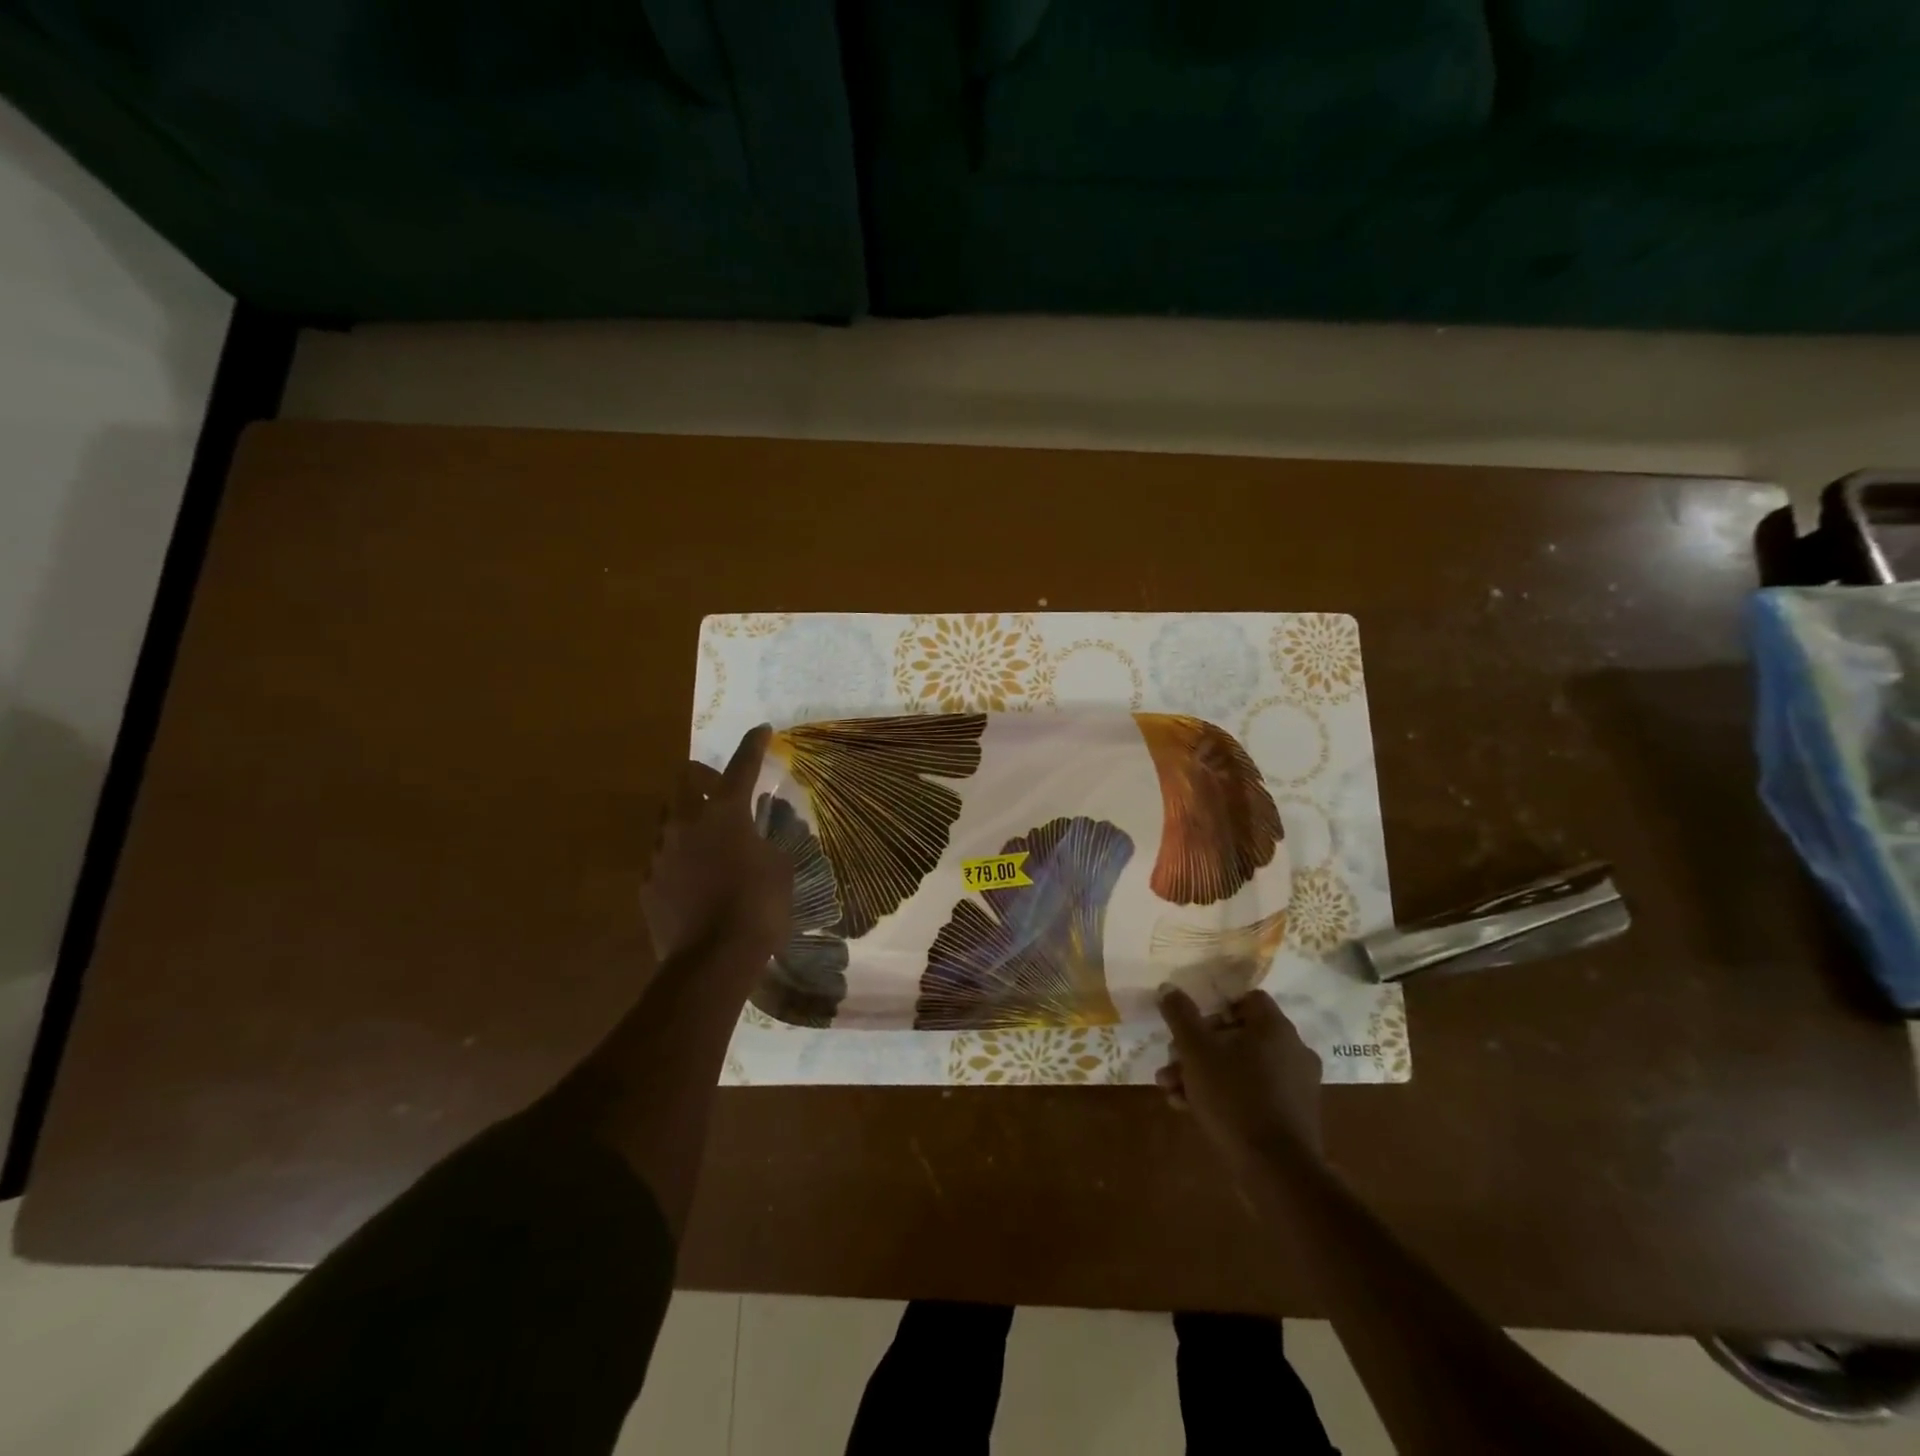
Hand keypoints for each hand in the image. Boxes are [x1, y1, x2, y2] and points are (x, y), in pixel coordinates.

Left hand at [641, 724, 792, 967]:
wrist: (711, 961)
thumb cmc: (757, 907)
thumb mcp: (780, 868)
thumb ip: (767, 842)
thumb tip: (758, 839)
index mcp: (725, 813)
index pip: (742, 766)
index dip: (754, 745)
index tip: (762, 730)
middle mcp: (686, 822)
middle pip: (686, 778)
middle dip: (704, 774)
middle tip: (721, 787)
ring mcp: (660, 852)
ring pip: (669, 816)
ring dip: (688, 816)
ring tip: (706, 836)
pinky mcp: (647, 882)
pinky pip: (661, 855)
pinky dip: (678, 855)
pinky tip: (693, 876)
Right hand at [1156, 988, 1323, 1163]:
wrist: (1276, 1171)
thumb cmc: (1234, 1097)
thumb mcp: (1195, 1050)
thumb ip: (1180, 1015)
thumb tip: (1168, 988)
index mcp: (1275, 1027)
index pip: (1245, 999)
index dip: (1213, 1007)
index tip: (1190, 1025)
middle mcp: (1292, 1050)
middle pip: (1237, 1035)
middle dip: (1197, 1048)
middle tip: (1171, 1062)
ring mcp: (1296, 1085)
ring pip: (1241, 1066)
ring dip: (1204, 1073)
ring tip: (1172, 1090)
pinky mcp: (1292, 1116)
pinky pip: (1252, 1092)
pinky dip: (1224, 1095)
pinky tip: (1190, 1109)